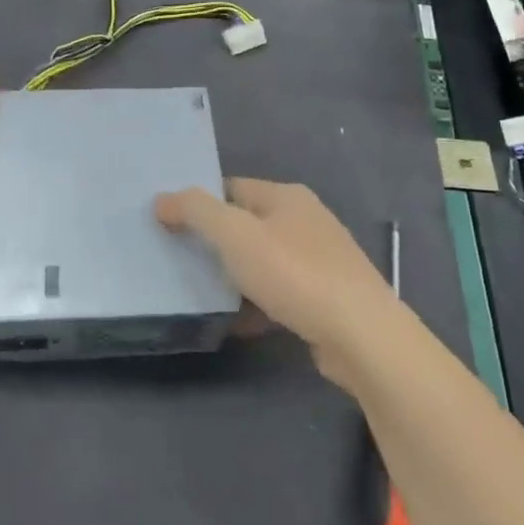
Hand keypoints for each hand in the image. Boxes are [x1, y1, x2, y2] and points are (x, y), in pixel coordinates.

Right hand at [156, 179, 397, 389]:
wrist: (362, 337)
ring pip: (262, 261)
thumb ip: (195, 211)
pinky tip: (234, 323)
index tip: (169, 222)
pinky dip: (256, 305)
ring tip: (198, 291)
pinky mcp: (325, 299)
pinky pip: (279, 294)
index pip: (231, 188)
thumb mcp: (235, 235)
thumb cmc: (295, 274)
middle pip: (247, 224)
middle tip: (177, 257)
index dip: (200, 202)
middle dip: (214, 241)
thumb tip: (161, 199)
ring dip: (234, 276)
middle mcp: (306, 221)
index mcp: (287, 197)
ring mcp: (320, 261)